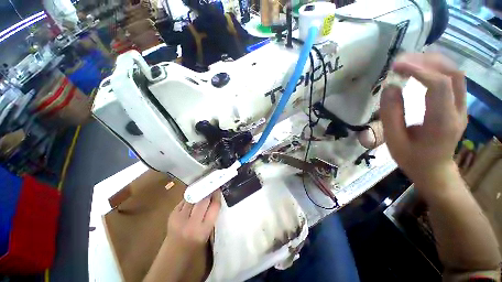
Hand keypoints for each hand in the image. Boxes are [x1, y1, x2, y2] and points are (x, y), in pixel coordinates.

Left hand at [166, 191, 221, 251]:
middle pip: (203, 200)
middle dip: (208, 191)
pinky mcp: (172, 214)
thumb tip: (214, 197)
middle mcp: (192, 223)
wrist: (173, 255)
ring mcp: (180, 218)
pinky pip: (184, 200)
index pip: (214, 207)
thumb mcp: (207, 232)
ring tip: (202, 189)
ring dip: (199, 192)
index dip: (217, 196)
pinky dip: (190, 197)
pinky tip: (192, 198)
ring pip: (193, 197)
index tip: (218, 189)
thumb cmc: (195, 246)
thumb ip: (211, 215)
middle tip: (211, 187)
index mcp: (204, 230)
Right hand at [380, 53, 466, 184]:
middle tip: (402, 60)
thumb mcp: (394, 140)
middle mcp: (458, 111)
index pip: (438, 85)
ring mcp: (462, 107)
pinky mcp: (459, 105)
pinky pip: (454, 79)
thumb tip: (390, 87)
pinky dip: (438, 68)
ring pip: (456, 74)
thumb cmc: (412, 158)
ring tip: (410, 61)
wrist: (435, 170)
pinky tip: (423, 68)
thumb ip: (391, 114)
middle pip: (452, 74)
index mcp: (442, 123)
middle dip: (427, 61)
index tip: (396, 66)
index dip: (418, 70)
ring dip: (434, 62)